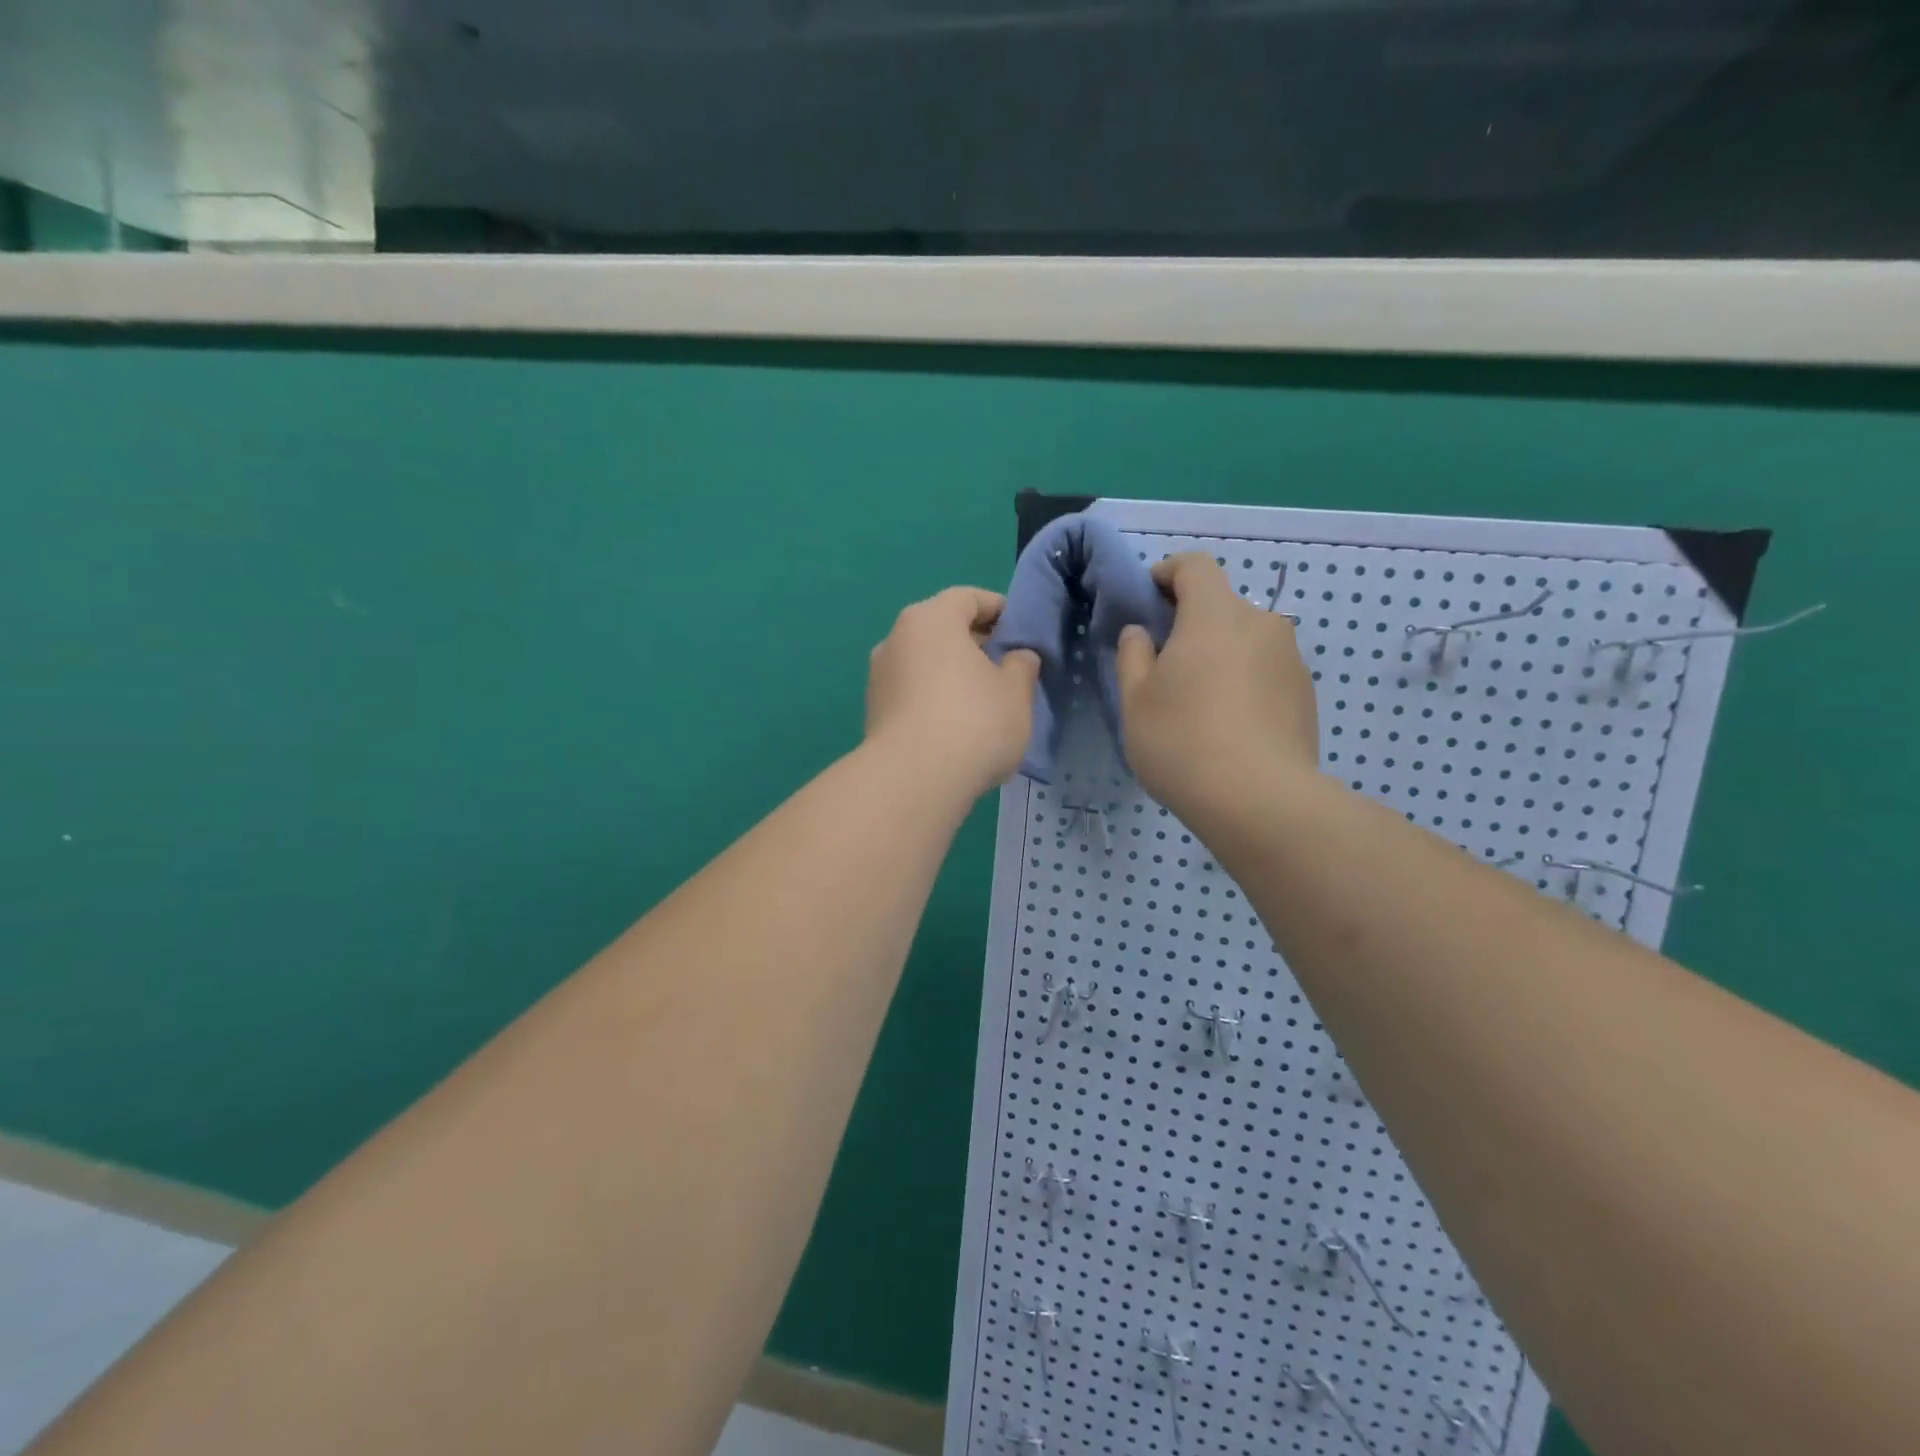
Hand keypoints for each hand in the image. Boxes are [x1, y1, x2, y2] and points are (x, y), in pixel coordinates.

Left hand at [865, 587, 1039, 798]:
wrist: (913, 780)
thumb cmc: (973, 722)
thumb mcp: (1016, 692)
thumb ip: (1021, 665)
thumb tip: (1016, 657)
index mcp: (931, 619)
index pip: (968, 598)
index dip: (998, 609)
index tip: (1020, 630)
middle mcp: (896, 638)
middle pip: (942, 629)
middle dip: (975, 644)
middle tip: (1006, 668)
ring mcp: (879, 676)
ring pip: (925, 663)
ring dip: (952, 674)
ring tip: (983, 701)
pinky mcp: (873, 711)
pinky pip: (912, 693)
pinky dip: (934, 699)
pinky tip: (956, 727)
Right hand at [1116, 553, 1319, 824]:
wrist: (1260, 801)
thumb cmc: (1183, 741)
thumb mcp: (1134, 699)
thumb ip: (1132, 654)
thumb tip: (1141, 632)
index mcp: (1215, 615)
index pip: (1194, 566)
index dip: (1166, 573)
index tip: (1147, 598)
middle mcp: (1261, 623)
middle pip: (1220, 605)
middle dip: (1189, 622)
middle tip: (1164, 664)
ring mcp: (1290, 659)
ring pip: (1244, 639)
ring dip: (1218, 654)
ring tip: (1198, 701)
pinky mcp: (1305, 694)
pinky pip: (1265, 670)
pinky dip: (1243, 680)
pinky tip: (1228, 724)